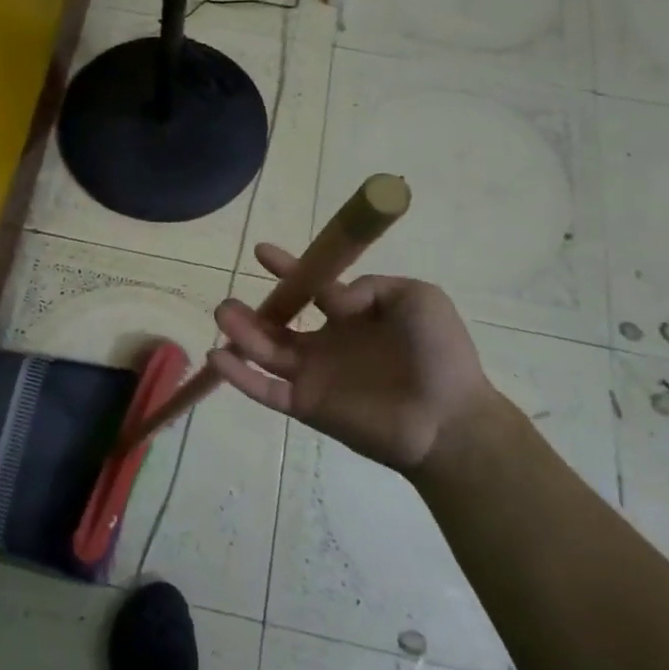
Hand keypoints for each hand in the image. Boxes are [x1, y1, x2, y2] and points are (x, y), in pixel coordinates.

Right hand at [208, 243, 497, 474]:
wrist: (450, 418)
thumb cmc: (440, 353)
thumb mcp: (416, 297)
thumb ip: (368, 286)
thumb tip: (331, 296)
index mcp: (351, 316)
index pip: (311, 288)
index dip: (288, 269)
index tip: (262, 252)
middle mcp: (327, 344)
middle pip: (278, 324)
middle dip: (251, 311)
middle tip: (228, 301)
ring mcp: (314, 376)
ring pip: (266, 352)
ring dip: (241, 334)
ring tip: (222, 314)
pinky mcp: (307, 405)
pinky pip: (266, 390)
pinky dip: (240, 376)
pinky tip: (218, 357)